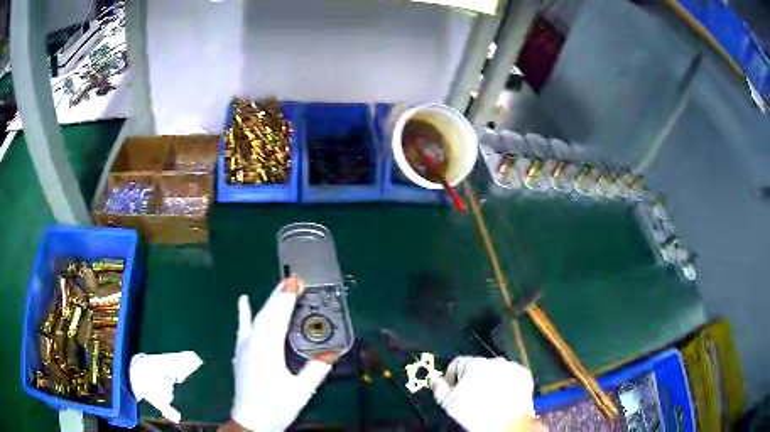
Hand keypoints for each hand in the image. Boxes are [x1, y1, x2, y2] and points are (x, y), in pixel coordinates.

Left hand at [227, 277, 337, 430]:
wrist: (250, 421)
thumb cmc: (276, 406)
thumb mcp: (301, 391)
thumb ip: (316, 370)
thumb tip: (333, 353)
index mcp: (268, 349)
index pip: (278, 317)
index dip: (287, 298)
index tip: (296, 281)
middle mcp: (253, 342)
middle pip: (266, 313)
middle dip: (279, 295)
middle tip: (292, 280)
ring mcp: (244, 347)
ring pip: (256, 318)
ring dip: (267, 302)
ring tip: (278, 288)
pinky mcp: (241, 353)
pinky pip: (243, 327)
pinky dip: (243, 313)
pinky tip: (242, 302)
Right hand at [429, 356, 541, 431]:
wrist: (504, 425)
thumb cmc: (477, 415)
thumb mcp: (447, 402)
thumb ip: (438, 386)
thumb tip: (434, 379)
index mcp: (473, 364)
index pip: (456, 364)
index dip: (452, 378)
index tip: (453, 389)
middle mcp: (493, 362)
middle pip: (477, 367)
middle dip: (472, 379)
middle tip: (471, 397)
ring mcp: (511, 368)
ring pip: (495, 371)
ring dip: (490, 380)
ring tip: (488, 399)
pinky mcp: (524, 376)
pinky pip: (511, 376)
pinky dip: (507, 384)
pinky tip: (501, 397)